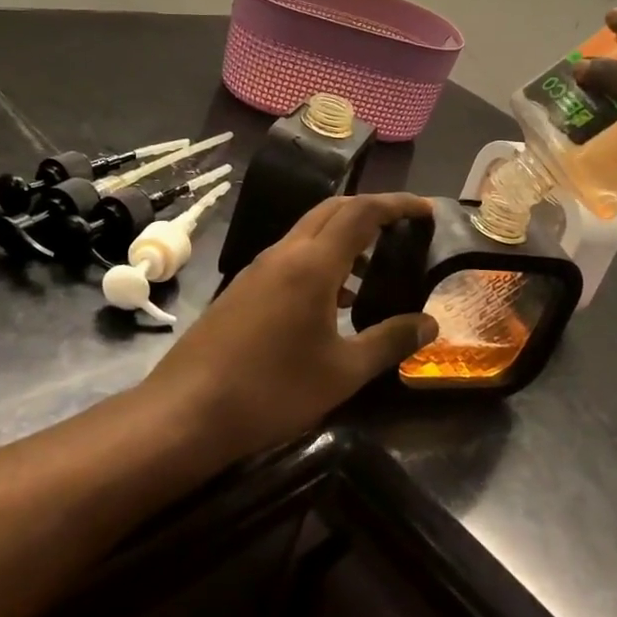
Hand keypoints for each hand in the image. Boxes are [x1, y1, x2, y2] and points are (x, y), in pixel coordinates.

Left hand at [138, 192, 438, 464]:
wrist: (186, 412)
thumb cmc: (272, 390)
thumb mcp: (343, 372)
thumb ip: (390, 341)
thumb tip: (430, 324)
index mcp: (312, 263)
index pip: (361, 212)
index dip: (397, 204)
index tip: (425, 209)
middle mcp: (284, 253)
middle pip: (333, 209)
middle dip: (371, 210)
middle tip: (403, 228)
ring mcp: (258, 269)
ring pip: (309, 232)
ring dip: (344, 236)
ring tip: (374, 268)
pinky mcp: (243, 288)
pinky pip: (291, 256)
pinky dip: (320, 260)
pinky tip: (333, 300)